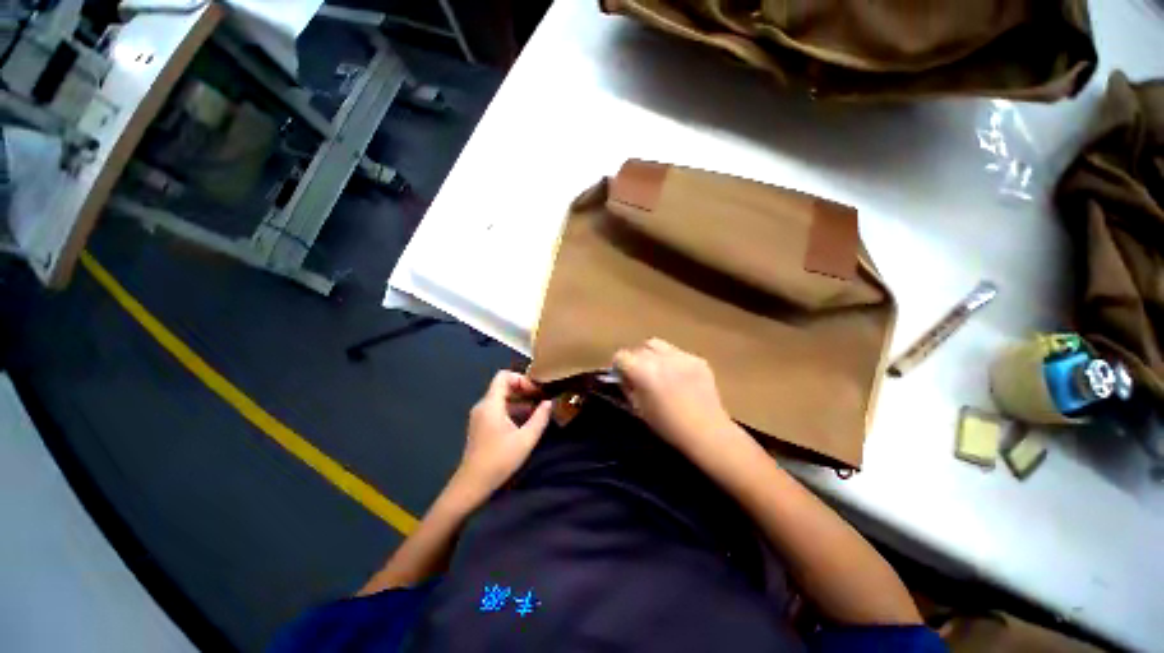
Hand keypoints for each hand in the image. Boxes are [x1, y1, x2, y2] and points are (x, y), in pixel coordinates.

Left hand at [455, 371, 552, 499]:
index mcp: (491, 404)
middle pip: (503, 386)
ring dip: (520, 401)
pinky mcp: (481, 426)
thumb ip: (540, 418)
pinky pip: (498, 409)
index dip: (521, 379)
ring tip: (537, 411)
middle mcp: (483, 405)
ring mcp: (480, 416)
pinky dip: (512, 410)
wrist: (472, 484)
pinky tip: (525, 423)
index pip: (503, 376)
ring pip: (501, 398)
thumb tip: (549, 402)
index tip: (536, 391)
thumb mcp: (526, 439)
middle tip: (540, 399)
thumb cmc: (499, 460)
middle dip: (523, 389)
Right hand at [613, 338, 735, 449]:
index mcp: (642, 371)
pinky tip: (679, 377)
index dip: (619, 366)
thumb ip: (627, 388)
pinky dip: (672, 361)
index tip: (622, 377)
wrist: (708, 433)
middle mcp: (660, 358)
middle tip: (640, 375)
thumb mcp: (638, 409)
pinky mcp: (697, 359)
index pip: (621, 355)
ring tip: (658, 371)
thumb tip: (623, 376)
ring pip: (657, 345)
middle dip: (635, 359)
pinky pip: (677, 353)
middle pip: (639, 348)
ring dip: (652, 355)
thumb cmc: (668, 427)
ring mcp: (681, 356)